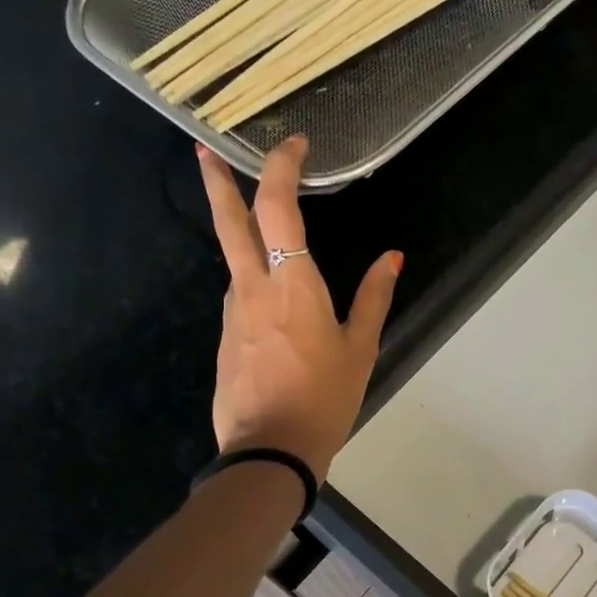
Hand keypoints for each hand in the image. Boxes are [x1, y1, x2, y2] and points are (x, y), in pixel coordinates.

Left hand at [198, 136, 401, 481]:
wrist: (270, 451)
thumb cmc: (324, 398)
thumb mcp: (361, 349)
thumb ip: (374, 298)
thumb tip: (392, 257)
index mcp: (291, 284)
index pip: (278, 207)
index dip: (282, 167)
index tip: (294, 145)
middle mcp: (252, 288)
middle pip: (230, 221)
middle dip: (217, 180)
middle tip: (204, 149)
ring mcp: (233, 314)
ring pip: (235, 262)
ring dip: (243, 237)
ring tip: (266, 236)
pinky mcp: (226, 339)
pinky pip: (241, 298)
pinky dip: (254, 284)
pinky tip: (274, 309)